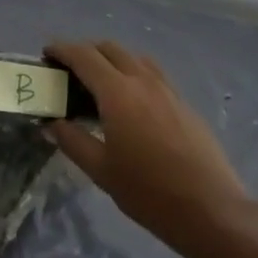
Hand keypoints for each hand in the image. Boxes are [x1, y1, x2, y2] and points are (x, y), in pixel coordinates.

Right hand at [45, 41, 252, 257]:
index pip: (84, 56)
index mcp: (118, 92)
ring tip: (98, 83)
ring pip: (133, 58)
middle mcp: (142, 80)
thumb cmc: (149, 192)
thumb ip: (72, 141)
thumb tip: (51, 124)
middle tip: (68, 70)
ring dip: (111, 59)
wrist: (211, 208)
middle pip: (109, 48)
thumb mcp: (101, 171)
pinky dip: (133, 73)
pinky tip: (130, 101)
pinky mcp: (183, 102)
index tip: (46, 53)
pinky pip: (152, 73)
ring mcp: (167, 88)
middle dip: (85, 51)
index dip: (62, 49)